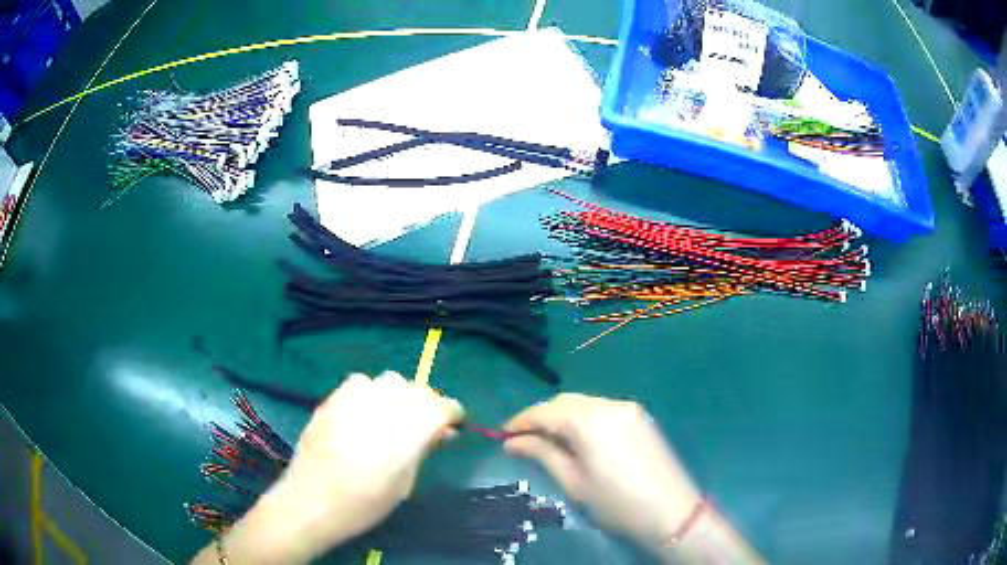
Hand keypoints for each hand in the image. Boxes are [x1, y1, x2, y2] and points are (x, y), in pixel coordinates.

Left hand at [219, 371, 463, 563]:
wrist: (311, 501)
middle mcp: (385, 406)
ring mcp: (356, 398)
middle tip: (425, 425)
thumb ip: (423, 450)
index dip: (453, 413)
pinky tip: (365, 412)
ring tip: (395, 416)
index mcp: (409, 431)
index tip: (454, 425)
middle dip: (428, 404)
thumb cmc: (364, 503)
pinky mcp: (334, 398)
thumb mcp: (404, 483)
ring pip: (390, 381)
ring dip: (400, 395)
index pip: (443, 406)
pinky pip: (361, 383)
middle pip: (418, 390)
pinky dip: (371, 392)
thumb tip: (441, 432)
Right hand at [503, 394, 700, 553]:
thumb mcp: (573, 481)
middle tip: (522, 439)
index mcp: (590, 420)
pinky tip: (577, 439)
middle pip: (564, 402)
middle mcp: (609, 405)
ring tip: (546, 440)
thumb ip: (541, 454)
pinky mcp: (639, 417)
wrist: (669, 511)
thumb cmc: (615, 502)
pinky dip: (583, 419)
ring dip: (561, 417)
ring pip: (584, 404)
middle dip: (541, 417)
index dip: (521, 421)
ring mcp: (628, 409)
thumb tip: (512, 442)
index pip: (545, 411)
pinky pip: (602, 410)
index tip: (502, 435)